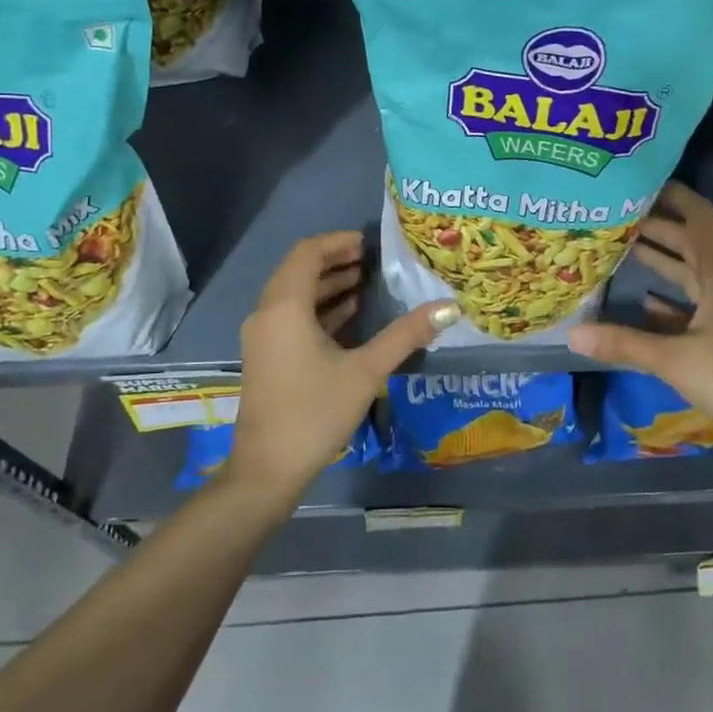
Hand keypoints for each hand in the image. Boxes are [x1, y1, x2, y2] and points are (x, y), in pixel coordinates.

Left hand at [229, 232, 458, 502]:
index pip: (308, 252)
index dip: (339, 242)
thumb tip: (449, 307)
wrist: (267, 470)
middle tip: (375, 262)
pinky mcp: (266, 356)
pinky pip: (291, 316)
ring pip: (295, 294)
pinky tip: (351, 318)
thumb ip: (406, 335)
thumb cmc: (315, 412)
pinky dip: (319, 309)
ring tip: (368, 285)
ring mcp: (263, 336)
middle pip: (300, 270)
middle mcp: (267, 313)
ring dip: (328, 285)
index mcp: (285, 306)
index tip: (372, 244)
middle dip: (336, 261)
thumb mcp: (366, 371)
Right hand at [567, 182, 712, 463]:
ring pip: (690, 273)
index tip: (641, 181)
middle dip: (655, 227)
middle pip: (689, 242)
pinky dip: (670, 299)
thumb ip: (623, 343)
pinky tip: (644, 303)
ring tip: (621, 249)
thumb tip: (572, 334)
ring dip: (661, 260)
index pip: (698, 217)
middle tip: (614, 217)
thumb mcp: (674, 359)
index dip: (674, 195)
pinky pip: (694, 303)